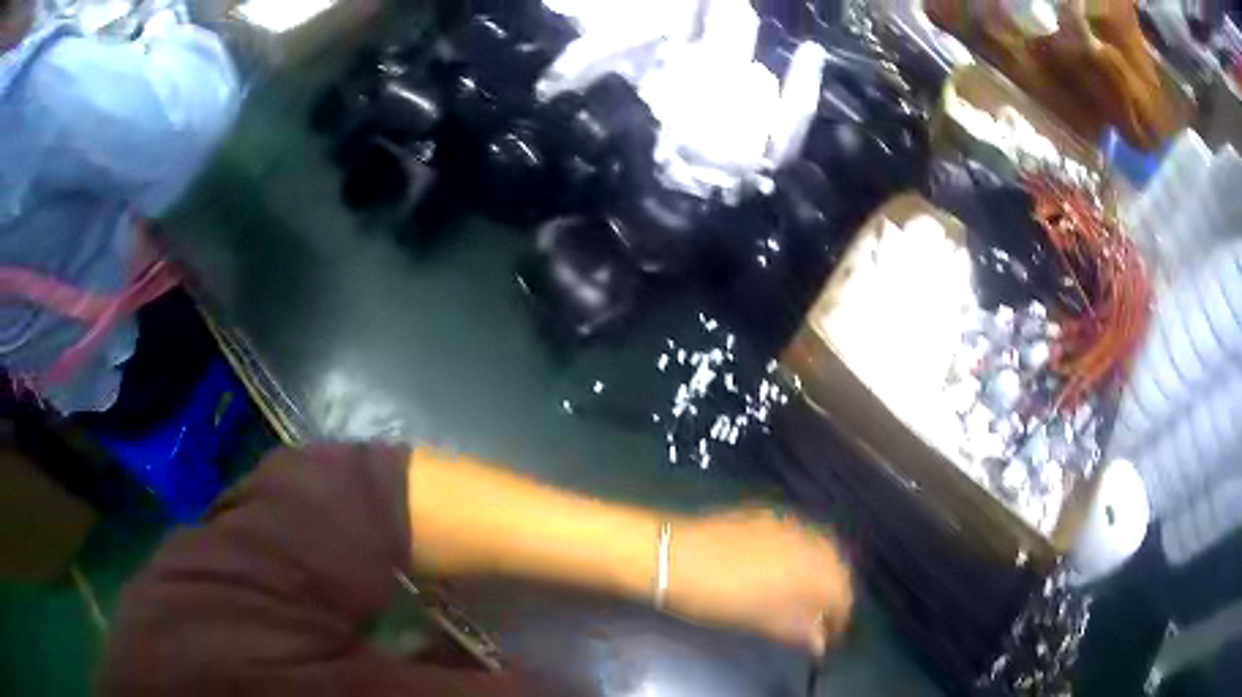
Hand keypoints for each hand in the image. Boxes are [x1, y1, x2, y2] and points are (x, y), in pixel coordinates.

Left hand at [664, 508, 853, 655]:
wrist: (673, 555)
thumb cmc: (718, 597)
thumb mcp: (759, 620)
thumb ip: (797, 630)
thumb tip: (821, 641)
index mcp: (812, 569)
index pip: (842, 595)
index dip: (839, 618)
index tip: (829, 636)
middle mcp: (808, 540)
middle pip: (837, 567)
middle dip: (834, 592)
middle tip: (819, 616)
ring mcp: (787, 523)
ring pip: (821, 547)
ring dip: (820, 571)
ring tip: (804, 594)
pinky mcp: (766, 514)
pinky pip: (798, 534)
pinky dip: (801, 554)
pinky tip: (783, 567)